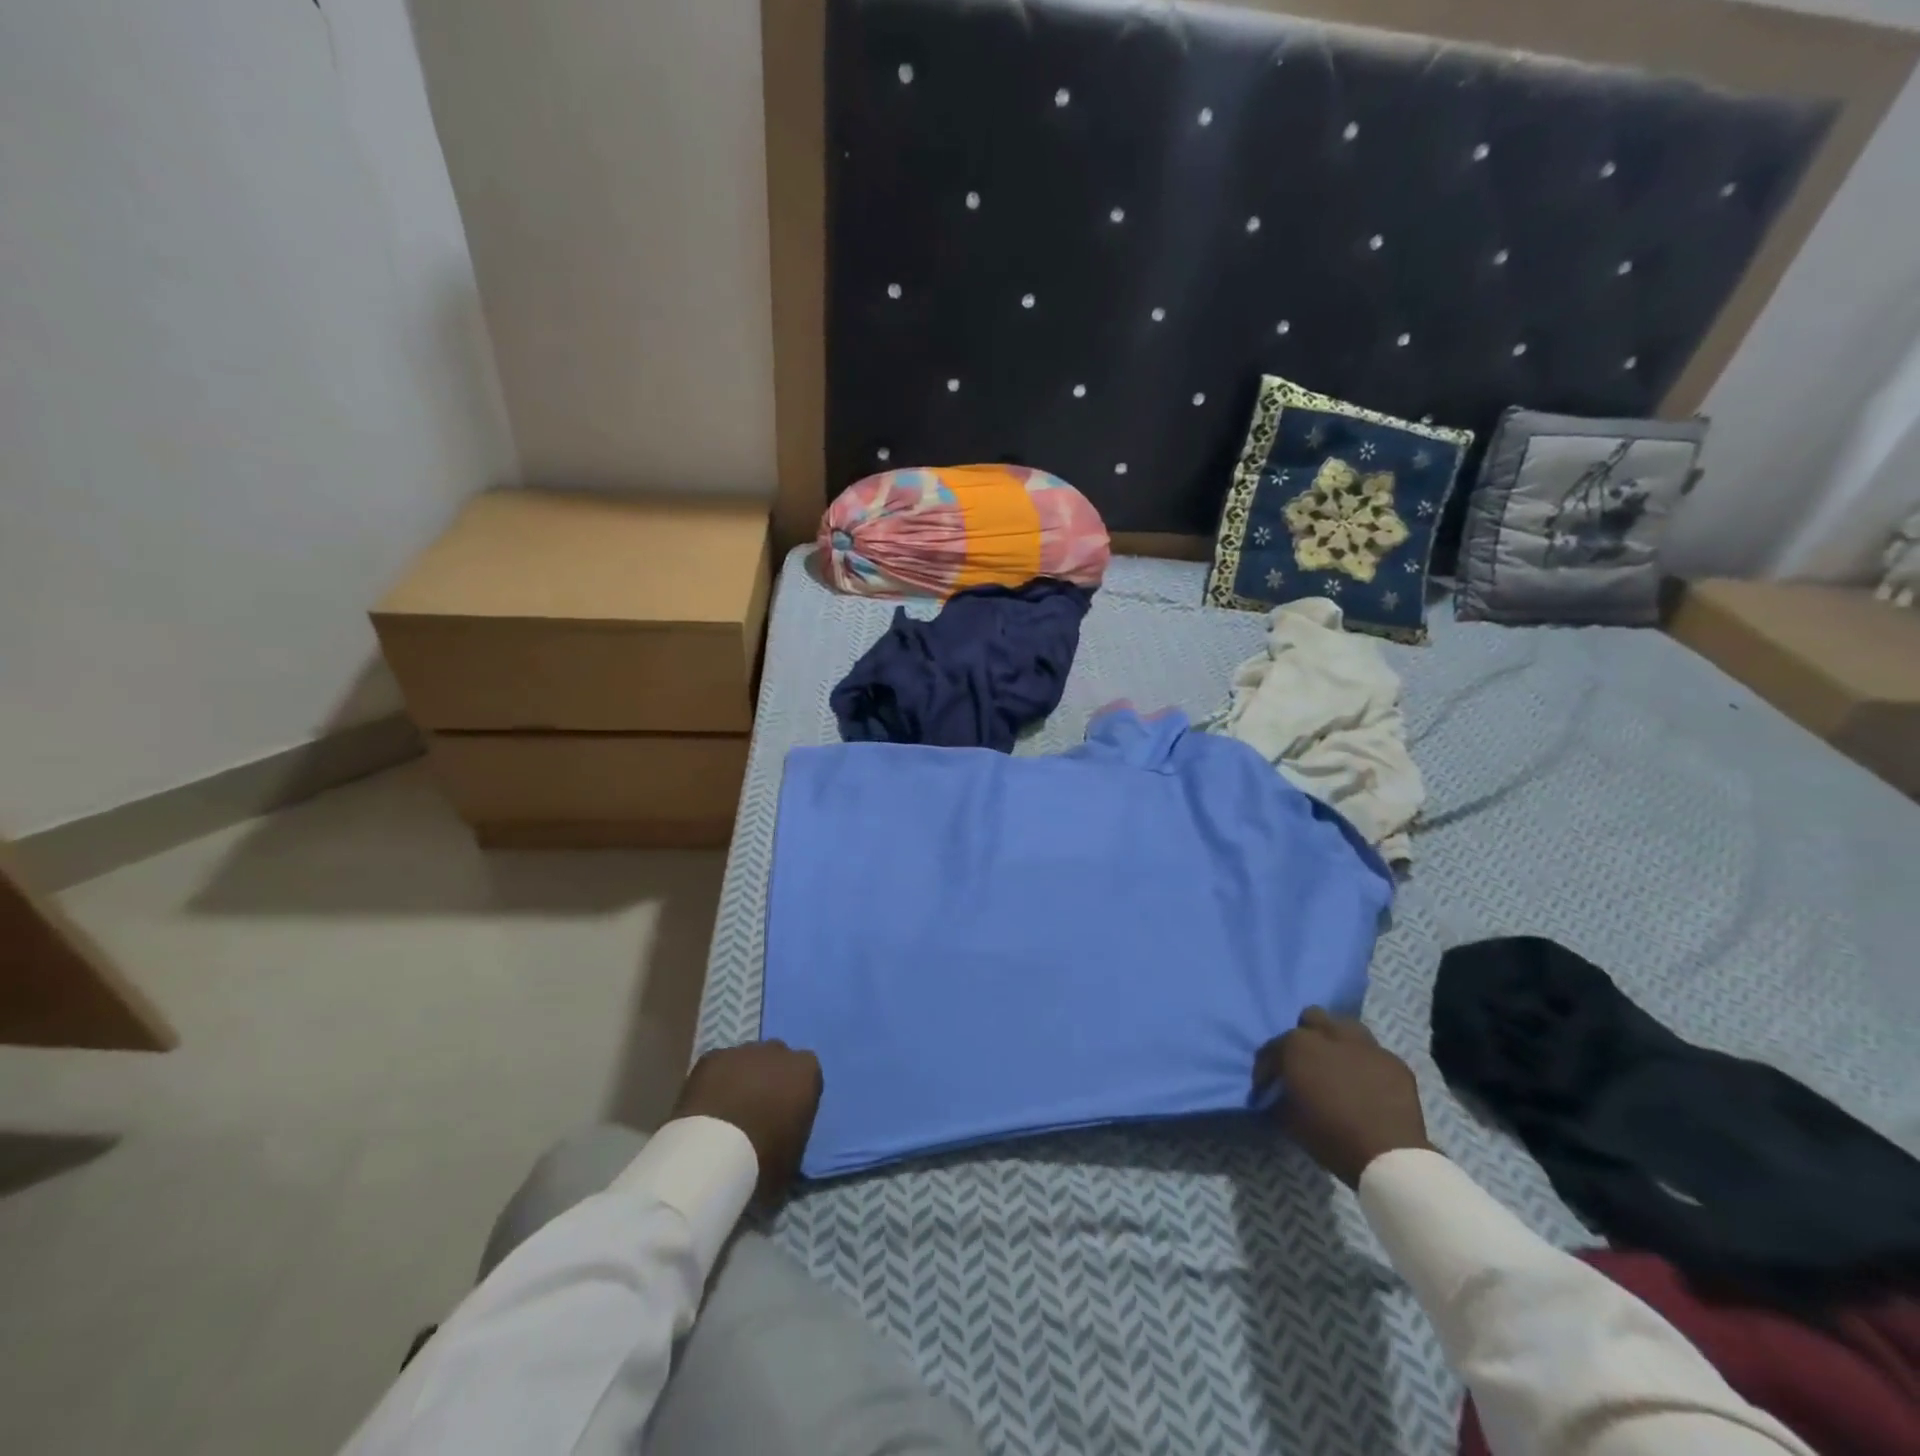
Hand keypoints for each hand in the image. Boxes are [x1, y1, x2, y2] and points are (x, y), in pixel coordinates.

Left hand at [671, 1040, 823, 1205]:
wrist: (714, 1153)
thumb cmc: (764, 1157)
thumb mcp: (793, 1156)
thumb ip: (793, 1136)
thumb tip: (784, 1145)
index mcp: (806, 1071)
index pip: (807, 1075)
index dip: (795, 1095)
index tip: (785, 1116)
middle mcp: (778, 1051)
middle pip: (777, 1060)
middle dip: (770, 1079)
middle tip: (756, 1111)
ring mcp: (743, 1051)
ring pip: (747, 1060)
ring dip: (742, 1078)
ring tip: (728, 1111)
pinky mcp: (711, 1057)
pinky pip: (718, 1066)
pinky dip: (715, 1081)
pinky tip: (707, 1107)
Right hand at [1253, 1008, 1431, 1187]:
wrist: (1388, 1157)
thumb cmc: (1330, 1136)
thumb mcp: (1288, 1120)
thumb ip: (1278, 1098)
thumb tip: (1276, 1095)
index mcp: (1298, 1046)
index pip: (1272, 1048)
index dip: (1268, 1068)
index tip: (1269, 1085)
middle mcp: (1330, 1035)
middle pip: (1312, 1018)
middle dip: (1306, 1035)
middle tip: (1306, 1063)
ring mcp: (1367, 1046)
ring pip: (1346, 1026)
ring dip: (1338, 1040)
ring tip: (1338, 1064)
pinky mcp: (1395, 1062)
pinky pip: (1375, 1054)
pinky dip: (1367, 1064)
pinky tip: (1367, 1084)